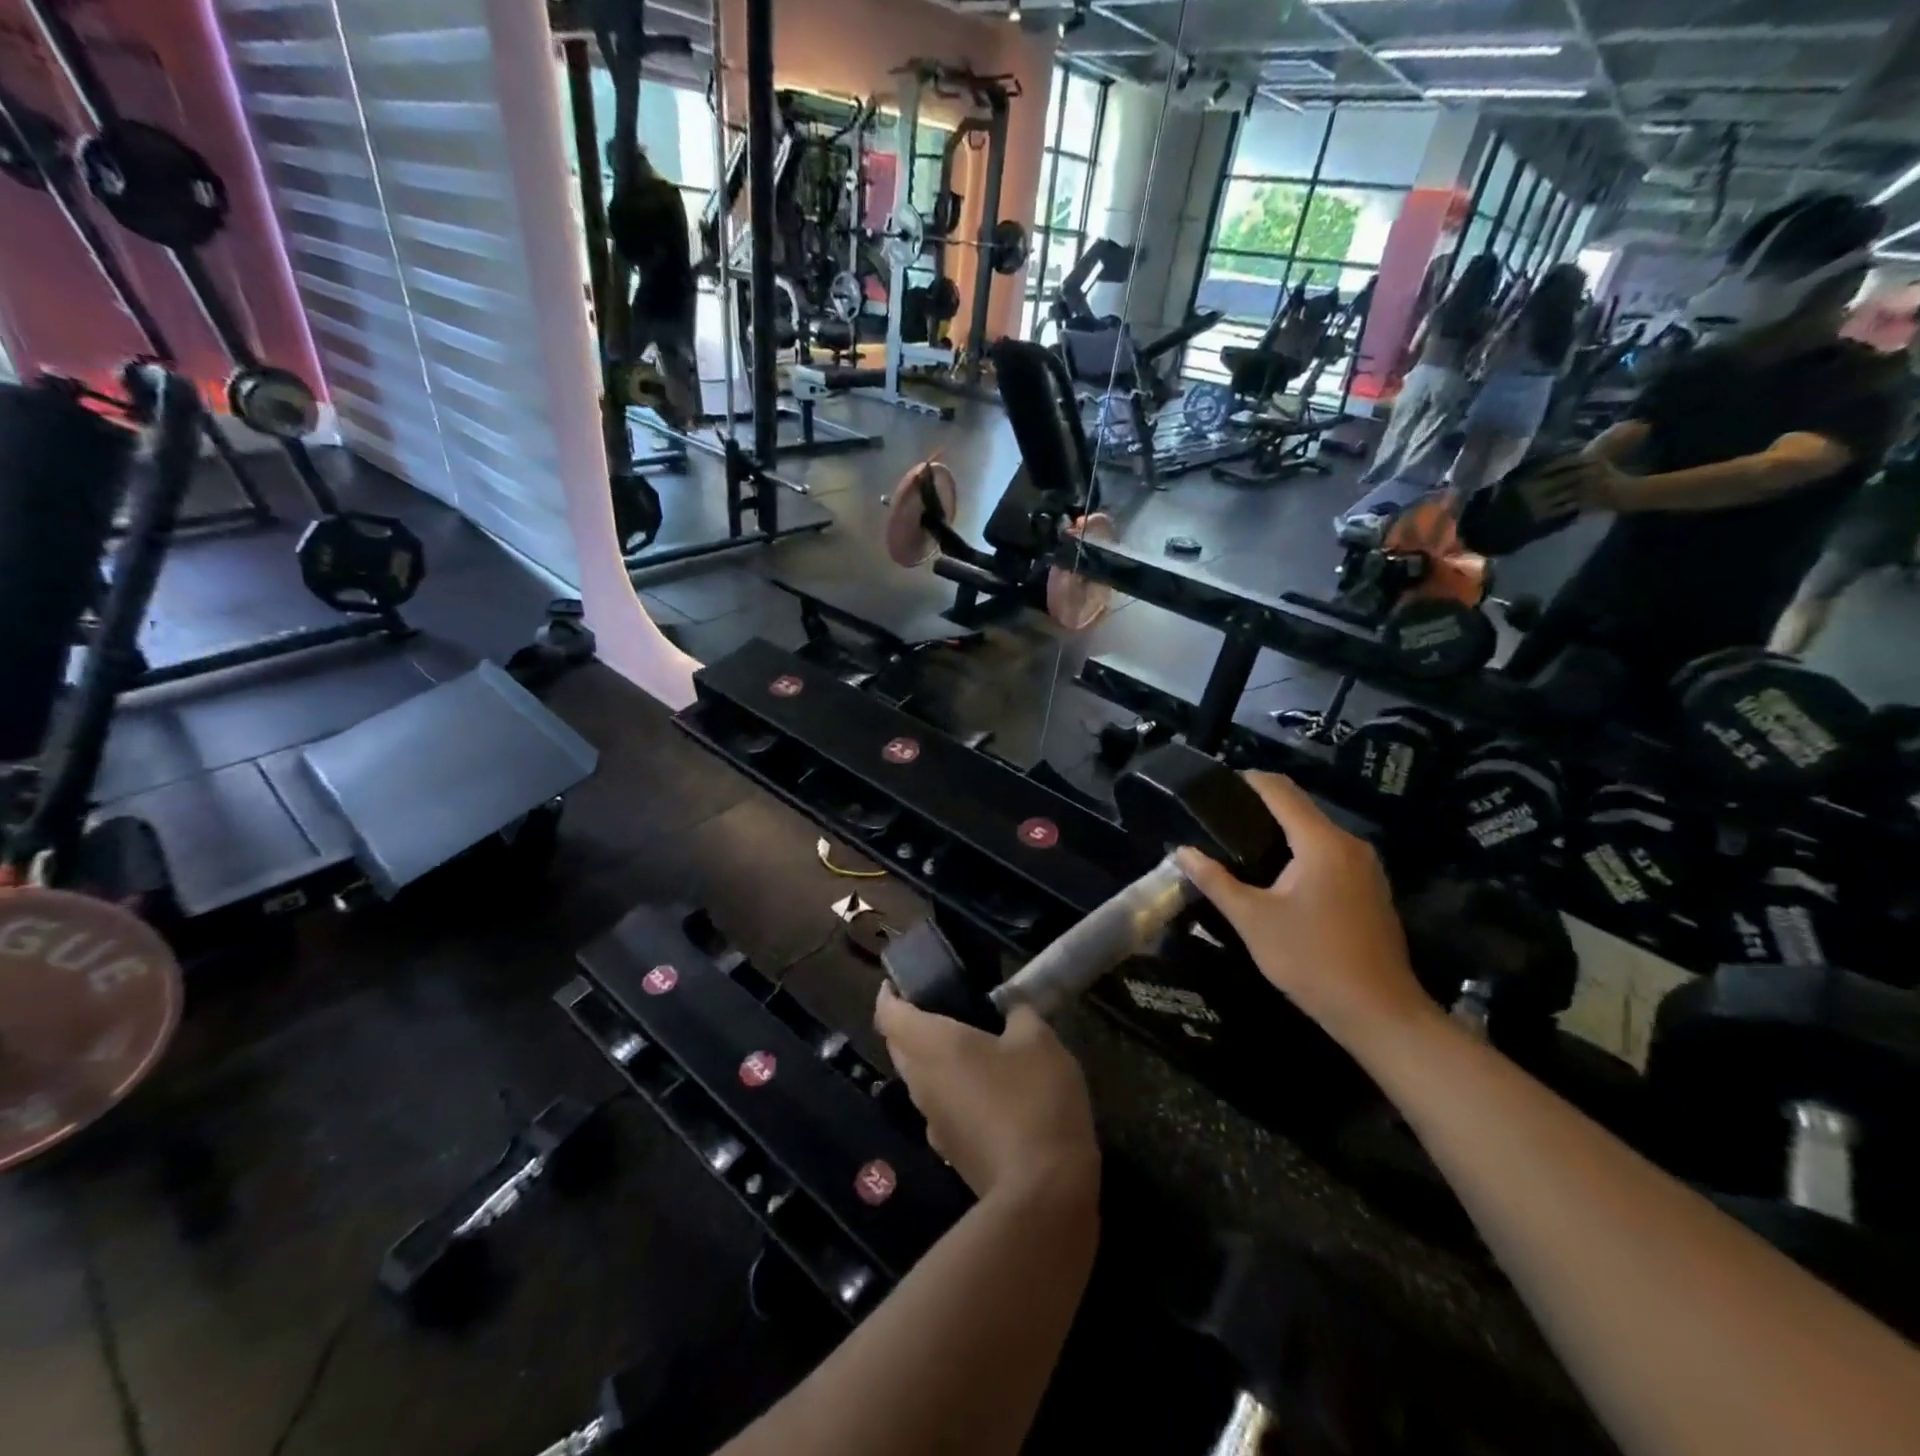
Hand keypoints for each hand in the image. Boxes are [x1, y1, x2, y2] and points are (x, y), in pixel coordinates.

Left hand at [874, 987, 1098, 1199]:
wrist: (1042, 1192)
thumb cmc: (1033, 1099)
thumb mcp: (1038, 1040)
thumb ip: (1020, 1015)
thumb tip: (1011, 1012)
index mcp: (932, 1045)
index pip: (889, 1014)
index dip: (889, 995)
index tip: (898, 982)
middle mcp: (922, 1082)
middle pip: (899, 1047)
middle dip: (909, 1025)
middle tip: (939, 1006)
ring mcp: (933, 1122)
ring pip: (919, 1079)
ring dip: (931, 1060)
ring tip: (967, 1043)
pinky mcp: (952, 1152)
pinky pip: (940, 1108)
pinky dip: (952, 1090)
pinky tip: (985, 1089)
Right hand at [1175, 774, 1434, 1046]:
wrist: (1379, 1013)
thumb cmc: (1311, 960)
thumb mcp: (1252, 919)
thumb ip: (1215, 880)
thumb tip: (1182, 852)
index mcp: (1321, 842)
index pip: (1281, 790)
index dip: (1248, 780)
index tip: (1216, 785)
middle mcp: (1349, 844)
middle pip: (1300, 808)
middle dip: (1261, 807)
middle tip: (1219, 819)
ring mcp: (1366, 868)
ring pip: (1316, 832)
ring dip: (1282, 831)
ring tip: (1241, 844)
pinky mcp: (1371, 889)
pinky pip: (1330, 854)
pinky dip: (1301, 852)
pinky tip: (1277, 875)